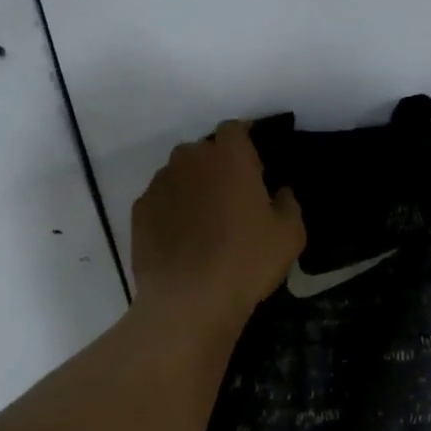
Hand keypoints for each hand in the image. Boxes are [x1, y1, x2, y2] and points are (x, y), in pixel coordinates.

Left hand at [130, 120, 304, 331]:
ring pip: (180, 175)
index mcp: (229, 156)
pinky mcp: (140, 211)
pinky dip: (172, 212)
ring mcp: (159, 184)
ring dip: (194, 189)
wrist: (188, 301)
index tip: (257, 169)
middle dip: (218, 167)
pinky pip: (162, 201)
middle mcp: (189, 159)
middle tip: (233, 200)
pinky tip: (183, 241)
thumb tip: (280, 191)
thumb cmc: (247, 262)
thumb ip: (289, 203)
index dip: (247, 145)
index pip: (236, 129)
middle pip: (205, 151)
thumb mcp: (290, 235)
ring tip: (206, 224)